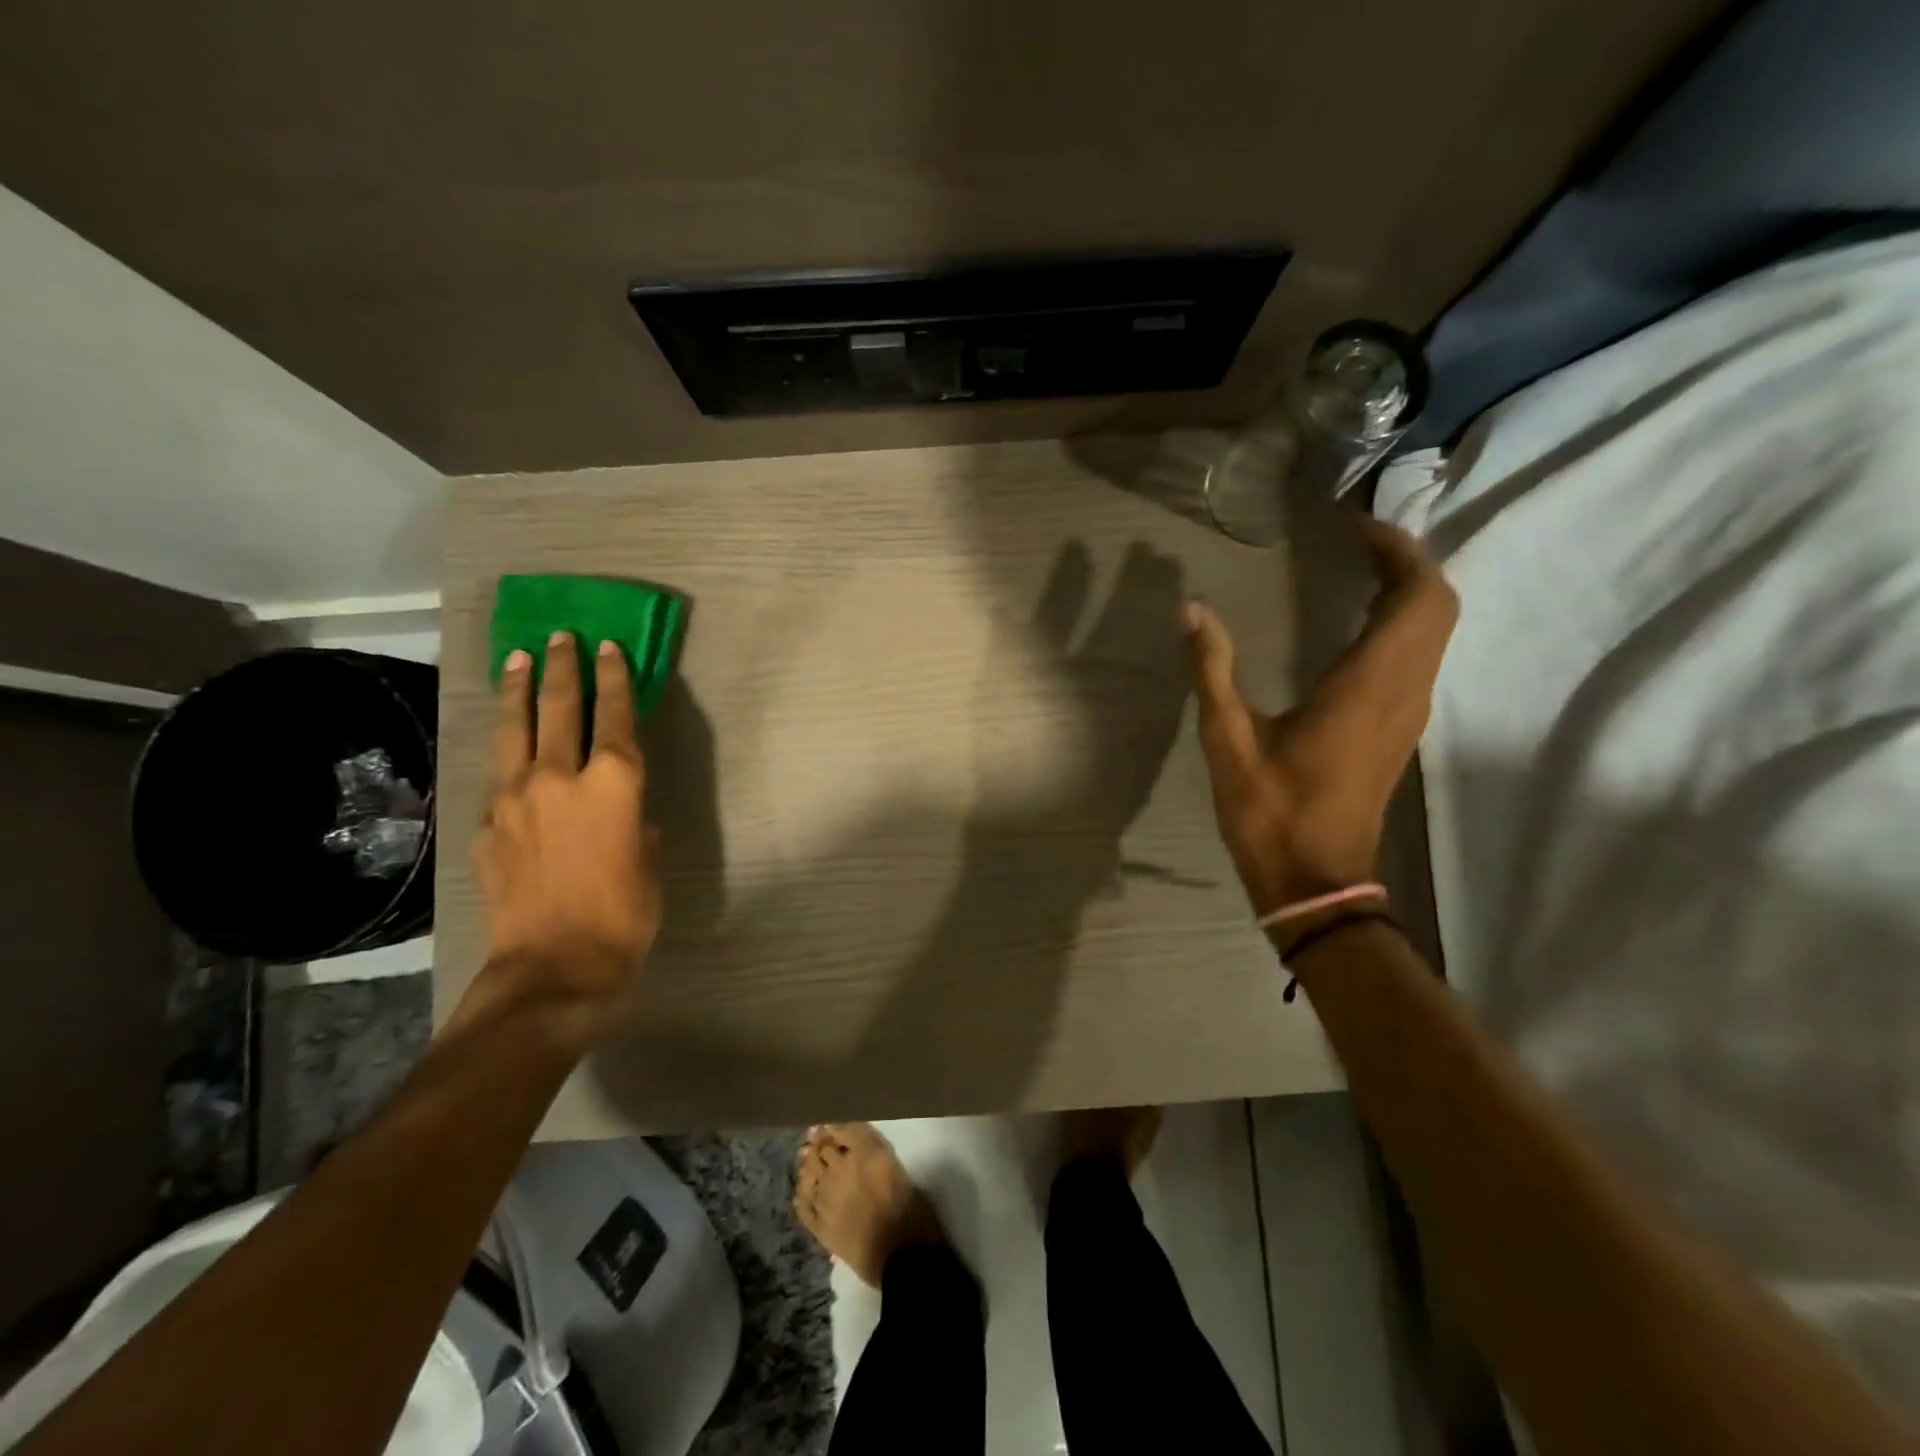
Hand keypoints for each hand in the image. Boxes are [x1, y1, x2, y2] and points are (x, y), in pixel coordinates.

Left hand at [463, 633, 661, 1045]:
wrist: (554, 966)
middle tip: (562, 638)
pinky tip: (507, 748)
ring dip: (519, 690)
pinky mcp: (486, 825)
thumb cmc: (625, 913)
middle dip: (562, 667)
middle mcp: (560, 776)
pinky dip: (505, 751)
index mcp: (613, 783)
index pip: (614, 713)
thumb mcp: (648, 860)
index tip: (609, 647)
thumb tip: (620, 810)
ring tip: (519, 659)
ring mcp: (514, 798)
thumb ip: (633, 821)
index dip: (614, 677)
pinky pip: (497, 775)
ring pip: (514, 729)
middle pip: (558, 706)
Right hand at [1184, 516, 1457, 916]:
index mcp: (1367, 687)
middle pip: (1438, 606)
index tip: (1353, 528)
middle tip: (1355, 543)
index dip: (1397, 551)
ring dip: (1408, 593)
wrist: (1314, 881)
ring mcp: (1409, 715)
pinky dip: (1403, 626)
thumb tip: (1192, 610)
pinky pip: (1421, 659)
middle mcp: (1403, 692)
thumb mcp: (1228, 739)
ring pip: (1436, 633)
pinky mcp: (1401, 732)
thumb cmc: (1270, 811)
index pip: (1417, 596)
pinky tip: (1357, 628)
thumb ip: (1213, 669)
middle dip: (1407, 563)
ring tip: (1356, 572)